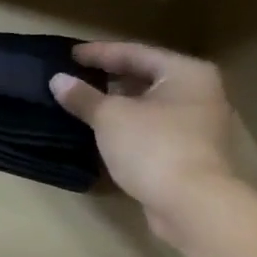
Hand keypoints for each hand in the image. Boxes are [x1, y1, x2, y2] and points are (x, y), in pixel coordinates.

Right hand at [50, 42, 238, 240]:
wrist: (192, 204)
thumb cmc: (153, 147)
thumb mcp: (110, 117)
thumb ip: (83, 97)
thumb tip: (58, 80)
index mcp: (185, 72)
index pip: (135, 53)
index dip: (99, 53)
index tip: (69, 54)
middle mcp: (199, 92)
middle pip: (146, 76)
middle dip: (110, 76)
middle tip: (76, 75)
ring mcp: (198, 123)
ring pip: (150, 103)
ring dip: (119, 102)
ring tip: (85, 102)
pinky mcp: (190, 150)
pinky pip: (153, 126)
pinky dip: (129, 123)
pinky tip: (104, 129)